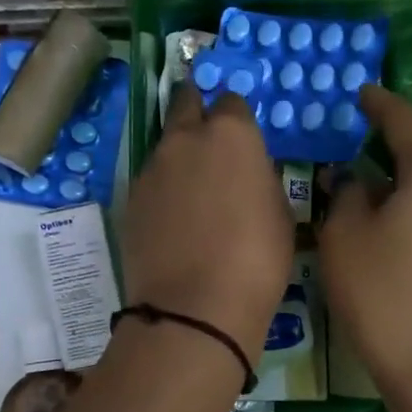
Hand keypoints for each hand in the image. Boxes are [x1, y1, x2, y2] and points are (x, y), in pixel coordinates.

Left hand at [120, 81, 293, 363]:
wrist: (195, 308)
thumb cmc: (256, 261)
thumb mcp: (281, 215)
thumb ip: (261, 179)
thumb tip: (248, 174)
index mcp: (231, 134)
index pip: (232, 103)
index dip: (238, 120)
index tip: (243, 142)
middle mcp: (185, 140)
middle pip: (186, 106)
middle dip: (196, 113)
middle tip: (209, 142)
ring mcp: (151, 169)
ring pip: (166, 147)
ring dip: (179, 158)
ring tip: (193, 194)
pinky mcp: (130, 200)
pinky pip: (151, 183)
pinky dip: (163, 191)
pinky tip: (173, 221)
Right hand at [319, 85, 411, 399]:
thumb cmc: (384, 294)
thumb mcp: (345, 237)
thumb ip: (344, 195)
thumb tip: (350, 177)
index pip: (405, 121)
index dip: (379, 104)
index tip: (361, 92)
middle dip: (385, 146)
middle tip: (349, 142)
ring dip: (394, 184)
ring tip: (358, 189)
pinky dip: (407, 212)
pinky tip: (382, 230)